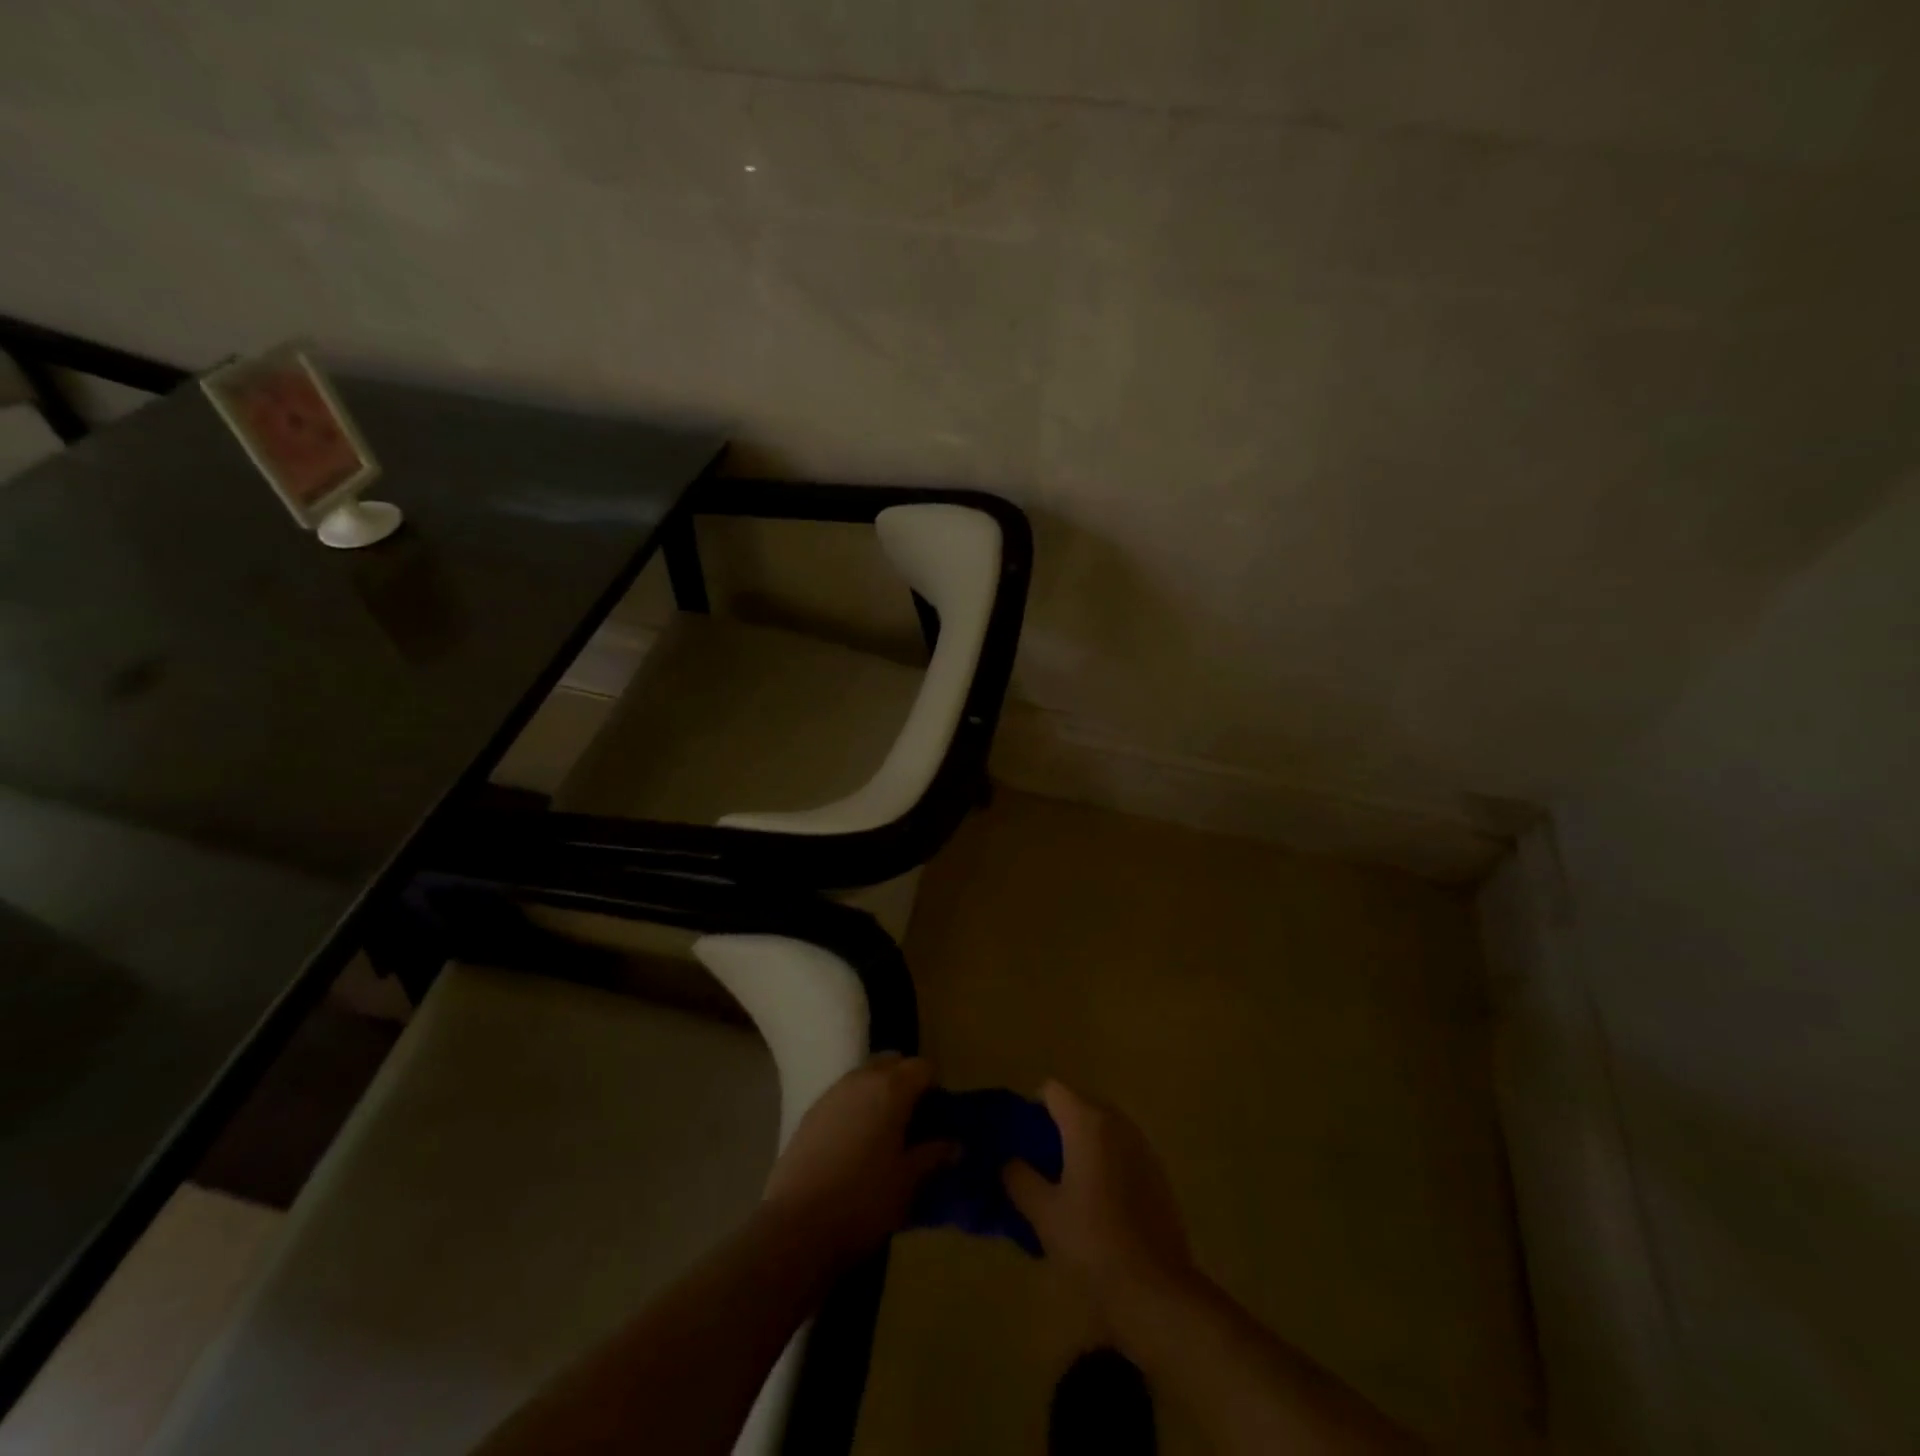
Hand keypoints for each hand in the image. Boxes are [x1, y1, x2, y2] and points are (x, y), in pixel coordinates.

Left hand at [762, 1054, 957, 1268]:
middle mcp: (861, 1079)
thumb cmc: (863, 1200)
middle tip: (914, 1120)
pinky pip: (843, 1095)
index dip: (935, 1088)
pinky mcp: (810, 1112)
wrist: (796, 1226)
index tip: (939, 1116)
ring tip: (885, 1132)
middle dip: (906, 1082)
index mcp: (891, 1089)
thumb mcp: (908, 1182)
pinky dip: (856, 1106)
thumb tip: (955, 1145)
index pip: (922, 1067)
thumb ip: (933, 1156)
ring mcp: (832, 1093)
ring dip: (879, 1092)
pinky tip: (855, 1143)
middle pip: (892, 1063)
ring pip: (865, 1076)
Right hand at [1003, 1081, 1193, 1301]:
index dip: (1032, 1110)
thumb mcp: (1042, 1213)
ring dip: (1083, 1145)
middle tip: (1040, 1166)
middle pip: (1079, 1105)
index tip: (1022, 1143)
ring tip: (1067, 1186)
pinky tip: (1098, 1203)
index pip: (1051, 1090)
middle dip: (1058, 1127)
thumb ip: (1019, 1177)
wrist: (1156, 1292)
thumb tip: (1009, 1161)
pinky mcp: (1158, 1174)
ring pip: (1102, 1129)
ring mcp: (1142, 1147)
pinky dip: (1106, 1163)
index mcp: (1088, 1122)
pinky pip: (1122, 1152)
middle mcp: (1118, 1123)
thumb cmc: (1092, 1244)